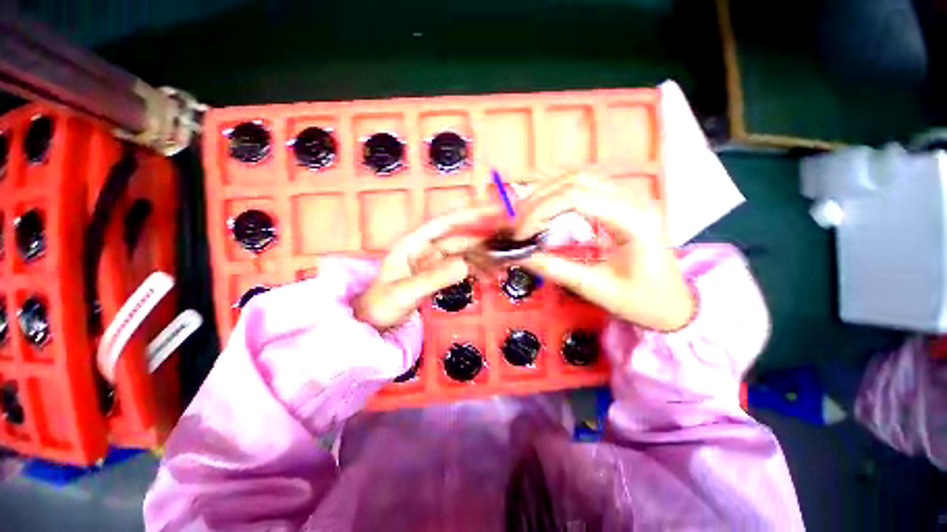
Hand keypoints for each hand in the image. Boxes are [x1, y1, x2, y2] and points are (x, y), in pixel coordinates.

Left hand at [353, 206, 496, 329]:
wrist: (375, 322)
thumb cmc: (381, 305)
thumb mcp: (404, 292)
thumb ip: (432, 279)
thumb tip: (464, 265)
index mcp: (414, 243)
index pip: (445, 223)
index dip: (469, 214)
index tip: (493, 210)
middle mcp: (427, 248)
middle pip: (460, 239)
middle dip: (483, 240)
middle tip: (507, 244)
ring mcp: (435, 262)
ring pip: (464, 253)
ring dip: (483, 258)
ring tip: (502, 266)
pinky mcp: (440, 274)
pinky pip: (462, 268)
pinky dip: (477, 270)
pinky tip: (489, 276)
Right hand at [513, 172, 694, 331]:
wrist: (675, 304)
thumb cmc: (643, 301)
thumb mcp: (596, 289)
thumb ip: (556, 269)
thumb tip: (520, 255)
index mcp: (633, 220)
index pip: (576, 196)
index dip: (539, 211)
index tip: (520, 235)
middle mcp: (633, 199)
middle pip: (575, 180)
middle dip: (538, 200)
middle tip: (517, 226)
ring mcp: (628, 198)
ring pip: (578, 178)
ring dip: (546, 194)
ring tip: (525, 218)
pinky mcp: (620, 203)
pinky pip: (583, 187)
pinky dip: (557, 195)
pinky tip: (544, 211)